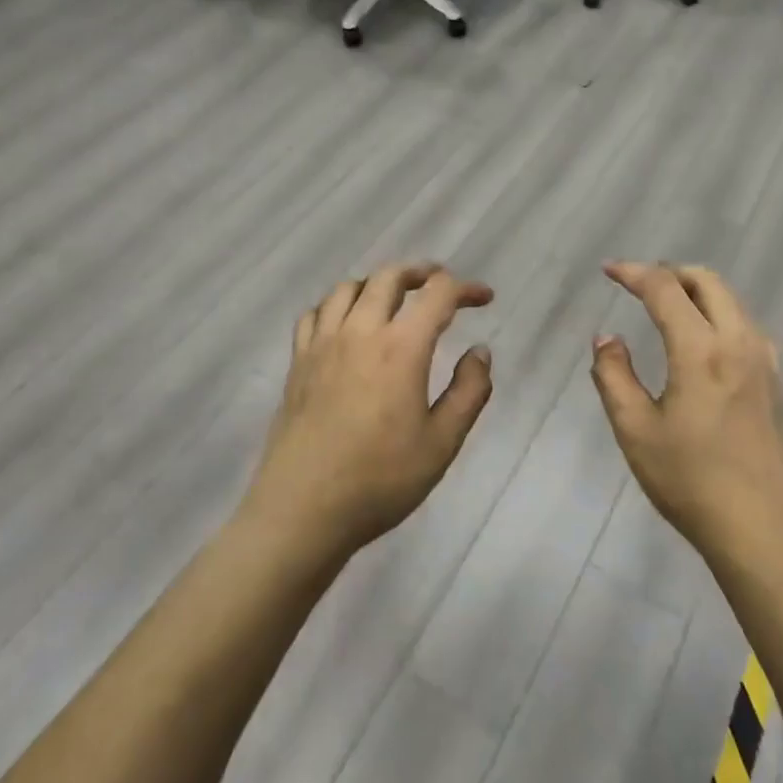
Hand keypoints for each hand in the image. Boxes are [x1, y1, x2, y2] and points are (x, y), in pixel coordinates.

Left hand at [244, 263, 494, 562]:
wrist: (303, 510)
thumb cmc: (380, 480)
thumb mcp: (442, 443)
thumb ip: (469, 392)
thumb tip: (480, 352)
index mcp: (401, 348)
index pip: (437, 294)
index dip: (466, 288)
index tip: (484, 298)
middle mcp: (360, 332)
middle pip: (389, 277)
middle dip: (421, 272)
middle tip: (440, 285)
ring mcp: (322, 344)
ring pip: (348, 287)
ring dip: (378, 283)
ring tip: (394, 299)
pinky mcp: (298, 362)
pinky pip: (315, 313)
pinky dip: (337, 304)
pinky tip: (345, 323)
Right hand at [590, 263, 782, 561]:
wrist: (762, 530)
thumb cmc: (690, 481)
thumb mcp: (635, 430)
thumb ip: (614, 376)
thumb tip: (607, 339)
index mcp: (701, 350)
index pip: (665, 289)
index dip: (634, 273)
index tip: (609, 271)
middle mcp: (738, 342)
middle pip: (707, 281)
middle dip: (670, 272)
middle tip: (639, 285)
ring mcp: (764, 361)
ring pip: (731, 300)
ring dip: (697, 291)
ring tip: (667, 307)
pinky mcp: (775, 382)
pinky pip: (746, 325)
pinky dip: (719, 313)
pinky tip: (703, 342)